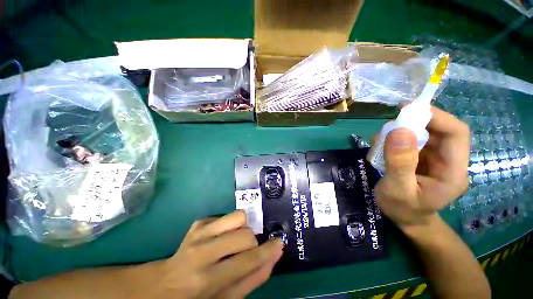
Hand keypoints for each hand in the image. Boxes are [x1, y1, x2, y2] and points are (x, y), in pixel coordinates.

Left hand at [152, 210, 282, 298]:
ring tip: (234, 241)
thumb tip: (275, 253)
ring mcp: (199, 231)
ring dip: (242, 229)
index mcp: (207, 278)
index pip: (247, 260)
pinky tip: (220, 238)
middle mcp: (202, 250)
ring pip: (238, 216)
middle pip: (245, 233)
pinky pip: (228, 215)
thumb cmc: (198, 297)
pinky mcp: (199, 221)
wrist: (166, 283)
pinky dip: (230, 226)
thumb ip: (254, 277)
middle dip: (251, 243)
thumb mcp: (227, 298)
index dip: (267, 250)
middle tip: (244, 252)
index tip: (279, 242)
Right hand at [370, 106, 469, 229]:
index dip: (436, 117)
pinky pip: (410, 142)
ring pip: (422, 135)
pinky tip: (381, 148)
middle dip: (413, 123)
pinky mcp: (421, 159)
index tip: (408, 109)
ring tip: (380, 141)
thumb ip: (400, 163)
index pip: (456, 133)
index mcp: (453, 171)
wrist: (404, 219)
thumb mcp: (398, 189)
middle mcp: (448, 161)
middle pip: (438, 131)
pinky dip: (394, 140)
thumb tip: (399, 130)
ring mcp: (434, 160)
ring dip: (400, 133)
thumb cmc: (403, 209)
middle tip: (388, 125)